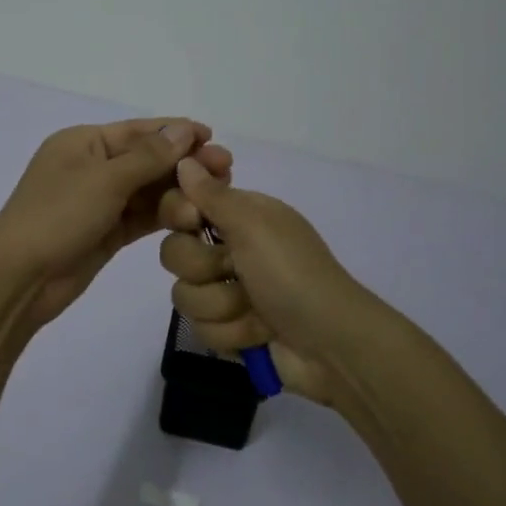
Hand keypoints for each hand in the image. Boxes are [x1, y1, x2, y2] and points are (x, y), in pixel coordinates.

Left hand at [0, 119, 220, 331]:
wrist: (20, 279)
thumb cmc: (57, 216)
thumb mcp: (105, 179)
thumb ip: (149, 156)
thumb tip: (185, 129)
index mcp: (83, 143)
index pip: (138, 131)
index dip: (176, 132)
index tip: (212, 138)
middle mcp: (92, 167)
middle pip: (147, 160)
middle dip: (184, 165)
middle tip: (226, 171)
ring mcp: (99, 201)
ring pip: (148, 191)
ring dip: (179, 193)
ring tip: (213, 199)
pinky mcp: (106, 232)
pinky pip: (142, 217)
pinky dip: (165, 216)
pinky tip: (194, 217)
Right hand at [158, 156, 377, 407]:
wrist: (330, 345)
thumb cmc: (293, 274)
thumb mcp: (254, 225)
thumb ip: (212, 195)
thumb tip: (184, 159)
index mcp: (238, 216)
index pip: (181, 204)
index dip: (179, 214)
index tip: (192, 221)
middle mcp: (228, 249)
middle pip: (174, 252)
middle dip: (203, 268)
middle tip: (234, 270)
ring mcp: (227, 291)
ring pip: (184, 295)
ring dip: (221, 306)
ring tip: (254, 310)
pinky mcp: (228, 328)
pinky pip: (200, 328)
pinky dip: (231, 333)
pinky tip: (258, 334)